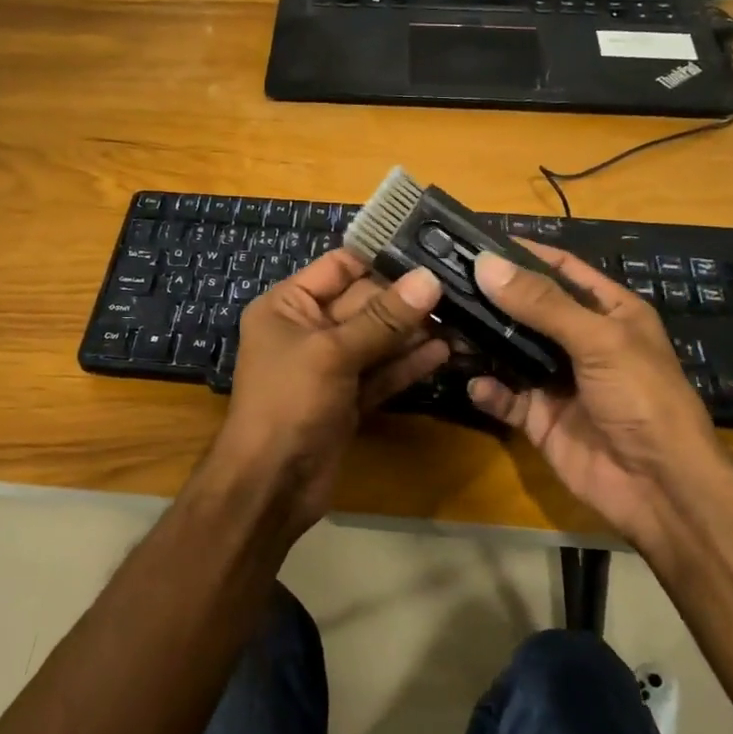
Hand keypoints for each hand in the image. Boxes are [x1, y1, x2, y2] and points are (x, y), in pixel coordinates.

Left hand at [202, 249, 447, 535]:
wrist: (270, 485)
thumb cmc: (288, 402)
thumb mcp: (332, 352)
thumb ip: (383, 318)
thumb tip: (429, 279)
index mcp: (287, 305)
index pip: (339, 267)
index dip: (380, 257)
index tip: (429, 247)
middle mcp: (308, 329)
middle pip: (364, 302)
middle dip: (406, 297)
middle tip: (458, 285)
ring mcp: (330, 366)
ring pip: (378, 339)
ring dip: (414, 331)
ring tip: (462, 317)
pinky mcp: (349, 398)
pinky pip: (382, 372)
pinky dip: (408, 364)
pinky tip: (444, 352)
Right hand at [466, 243, 732, 556]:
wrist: (659, 486)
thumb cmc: (642, 397)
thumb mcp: (598, 340)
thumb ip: (542, 303)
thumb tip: (486, 264)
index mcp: (608, 312)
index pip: (560, 269)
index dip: (523, 253)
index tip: (475, 240)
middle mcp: (580, 341)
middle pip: (527, 309)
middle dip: (490, 296)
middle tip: (442, 280)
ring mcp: (557, 380)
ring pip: (509, 351)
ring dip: (480, 340)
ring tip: (442, 324)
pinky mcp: (539, 417)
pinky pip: (505, 397)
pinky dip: (487, 390)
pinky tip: (473, 383)